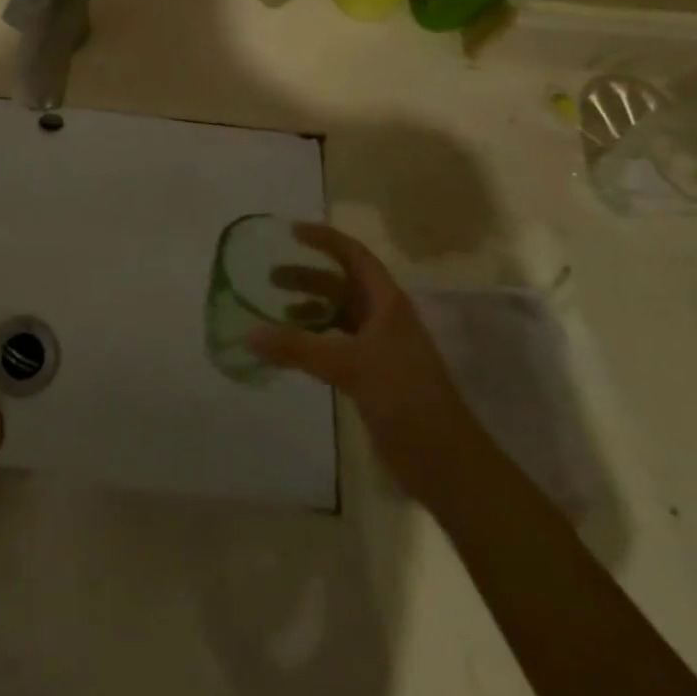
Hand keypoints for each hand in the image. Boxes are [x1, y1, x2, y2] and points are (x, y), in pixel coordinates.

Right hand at [249, 224, 478, 503]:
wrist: (446, 463)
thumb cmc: (404, 398)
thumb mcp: (348, 366)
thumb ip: (297, 348)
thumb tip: (249, 333)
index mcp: (387, 303)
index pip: (354, 256)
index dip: (325, 239)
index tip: (291, 232)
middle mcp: (385, 318)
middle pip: (343, 285)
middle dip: (308, 277)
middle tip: (270, 277)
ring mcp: (381, 348)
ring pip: (340, 316)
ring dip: (310, 310)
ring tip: (276, 314)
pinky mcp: (374, 375)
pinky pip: (338, 344)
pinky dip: (315, 340)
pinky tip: (294, 351)